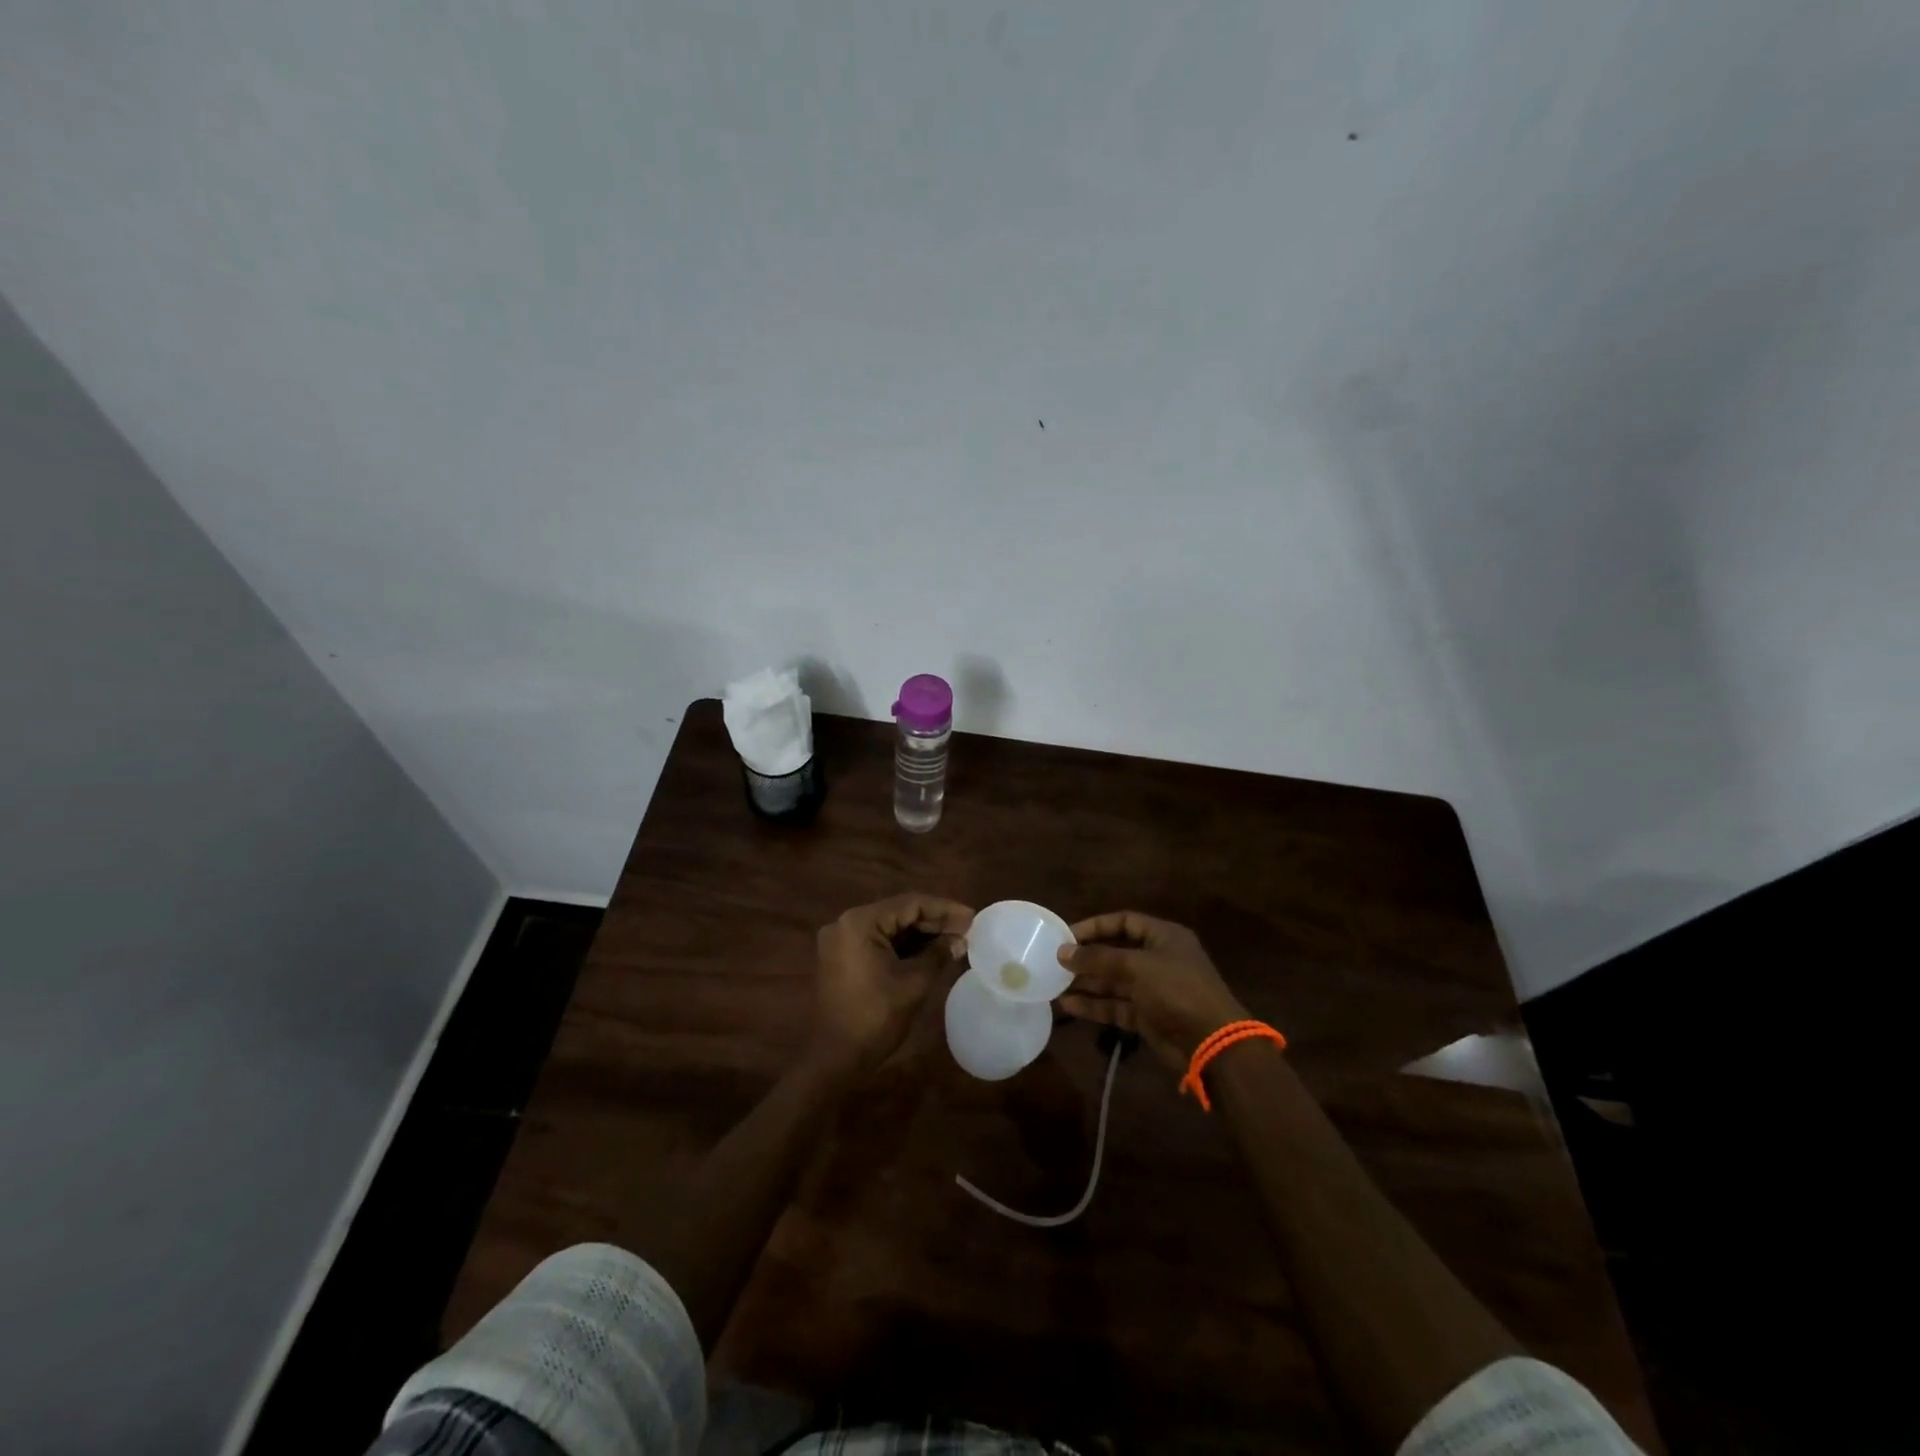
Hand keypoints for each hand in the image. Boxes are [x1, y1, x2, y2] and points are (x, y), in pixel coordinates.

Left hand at [810, 893, 973, 1078]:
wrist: (835, 1059)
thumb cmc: (875, 1018)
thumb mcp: (914, 983)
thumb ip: (938, 954)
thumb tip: (961, 941)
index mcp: (860, 922)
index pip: (910, 904)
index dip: (945, 909)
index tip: (972, 918)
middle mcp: (846, 923)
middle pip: (898, 912)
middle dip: (934, 921)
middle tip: (967, 929)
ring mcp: (842, 941)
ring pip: (890, 927)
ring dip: (921, 934)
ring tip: (955, 939)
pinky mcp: (843, 957)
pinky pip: (879, 942)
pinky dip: (904, 946)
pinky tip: (931, 951)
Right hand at [1056, 911, 1249, 1070]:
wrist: (1211, 1042)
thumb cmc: (1177, 989)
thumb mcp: (1136, 966)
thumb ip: (1098, 958)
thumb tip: (1063, 952)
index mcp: (1163, 937)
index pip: (1124, 922)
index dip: (1095, 926)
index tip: (1067, 935)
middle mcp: (1158, 959)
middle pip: (1116, 952)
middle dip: (1087, 958)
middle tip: (1055, 962)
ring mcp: (1153, 989)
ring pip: (1113, 982)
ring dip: (1086, 983)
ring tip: (1054, 984)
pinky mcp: (1148, 1016)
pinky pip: (1116, 1006)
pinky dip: (1094, 1005)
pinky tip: (1069, 1005)